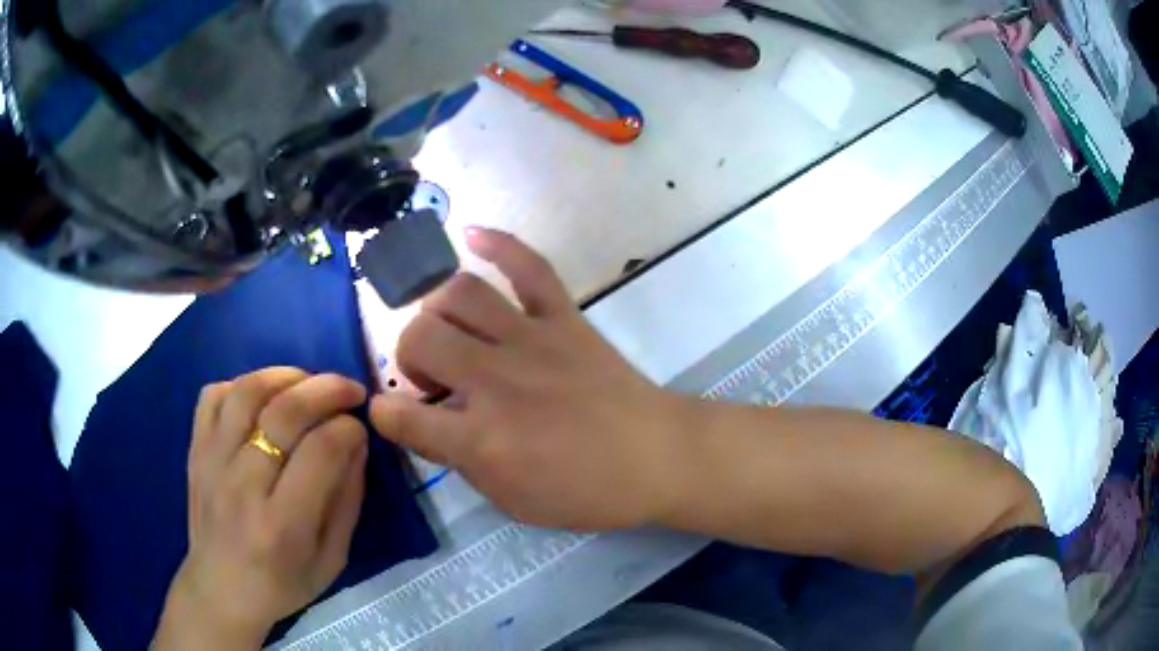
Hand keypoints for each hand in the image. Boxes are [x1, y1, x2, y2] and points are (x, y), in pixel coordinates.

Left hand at [154, 369, 368, 649]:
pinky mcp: (195, 451)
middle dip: (327, 389)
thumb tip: (356, 441)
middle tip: (350, 389)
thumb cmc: (283, 584)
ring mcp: (212, 463)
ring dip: (285, 376)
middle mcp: (243, 486)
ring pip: (247, 392)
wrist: (220, 590)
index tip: (360, 428)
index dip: (348, 428)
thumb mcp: (332, 559)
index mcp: (283, 524)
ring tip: (308, 383)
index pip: (321, 452)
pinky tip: (262, 398)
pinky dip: (241, 385)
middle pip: (284, 412)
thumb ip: (347, 499)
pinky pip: (212, 396)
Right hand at [370, 228, 693, 530]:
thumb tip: (430, 426)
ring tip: (450, 330)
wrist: (656, 458)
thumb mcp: (513, 501)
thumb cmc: (586, 492)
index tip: (388, 412)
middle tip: (433, 376)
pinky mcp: (564, 317)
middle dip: (408, 353)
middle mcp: (495, 381)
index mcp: (481, 440)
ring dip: (437, 310)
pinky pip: (528, 266)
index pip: (402, 418)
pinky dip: (498, 243)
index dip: (384, 414)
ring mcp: (531, 340)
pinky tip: (471, 235)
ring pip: (459, 294)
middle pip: (420, 337)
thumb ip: (462, 462)